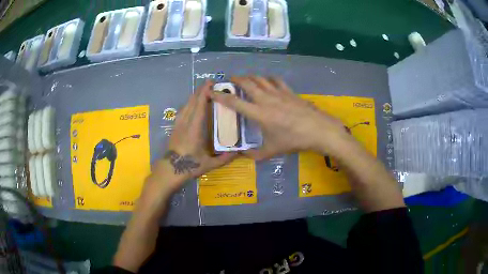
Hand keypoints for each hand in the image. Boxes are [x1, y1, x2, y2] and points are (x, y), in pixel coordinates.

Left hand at [147, 81, 236, 195]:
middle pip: (192, 102)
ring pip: (186, 105)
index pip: (199, 107)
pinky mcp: (175, 127)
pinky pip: (183, 110)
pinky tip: (192, 103)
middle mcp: (186, 123)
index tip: (211, 83)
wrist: (170, 170)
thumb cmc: (189, 166)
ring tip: (203, 90)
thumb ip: (224, 158)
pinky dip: (189, 103)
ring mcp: (179, 124)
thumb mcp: (209, 164)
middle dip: (200, 90)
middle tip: (210, 82)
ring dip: (194, 95)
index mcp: (194, 129)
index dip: (204, 94)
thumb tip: (238, 152)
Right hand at [210, 76, 352, 159]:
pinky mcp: (289, 91)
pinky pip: (275, 80)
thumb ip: (255, 154)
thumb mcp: (272, 150)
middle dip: (235, 79)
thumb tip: (242, 154)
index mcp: (258, 114)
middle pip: (247, 83)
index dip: (221, 96)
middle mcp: (265, 99)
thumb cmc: (293, 140)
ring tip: (245, 78)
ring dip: (250, 77)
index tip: (212, 91)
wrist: (317, 130)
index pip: (234, 102)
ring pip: (260, 79)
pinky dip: (268, 78)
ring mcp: (278, 93)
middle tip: (229, 79)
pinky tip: (267, 80)